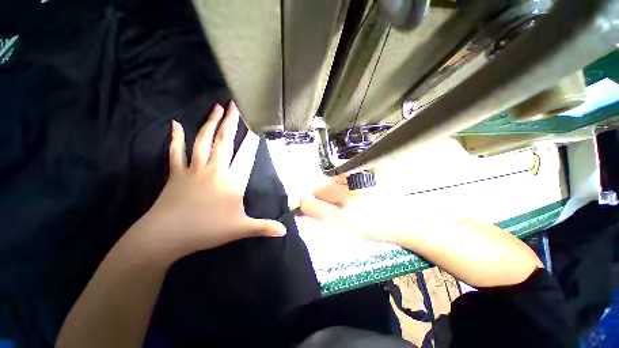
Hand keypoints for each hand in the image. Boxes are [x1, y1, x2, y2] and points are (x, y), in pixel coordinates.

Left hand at [129, 102, 285, 259]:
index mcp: (232, 181)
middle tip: (234, 105)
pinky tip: (175, 125)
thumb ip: (264, 227)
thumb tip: (284, 232)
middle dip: (231, 122)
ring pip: (203, 141)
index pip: (246, 155)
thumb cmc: (207, 230)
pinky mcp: (177, 173)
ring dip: (210, 123)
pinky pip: (176, 152)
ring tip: (216, 108)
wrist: (166, 236)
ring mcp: (194, 169)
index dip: (252, 140)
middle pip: (224, 141)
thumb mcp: (241, 229)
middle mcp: (215, 170)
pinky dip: (175, 138)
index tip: (256, 125)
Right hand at [300, 175, 402, 242]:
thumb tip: (307, 207)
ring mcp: (361, 183)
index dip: (306, 205)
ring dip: (335, 186)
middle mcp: (350, 199)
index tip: (305, 204)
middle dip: (321, 195)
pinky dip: (347, 179)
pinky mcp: (371, 173)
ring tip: (349, 193)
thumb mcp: (347, 230)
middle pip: (321, 190)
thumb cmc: (373, 229)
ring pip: (333, 179)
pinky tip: (357, 186)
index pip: (312, 206)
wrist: (403, 220)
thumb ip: (325, 217)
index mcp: (344, 219)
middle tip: (334, 200)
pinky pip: (348, 173)